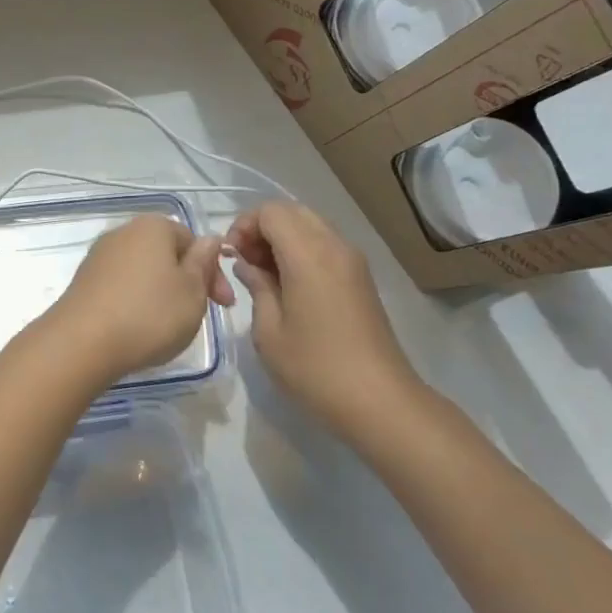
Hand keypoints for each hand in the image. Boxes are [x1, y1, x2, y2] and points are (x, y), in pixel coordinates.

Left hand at [45, 215, 230, 382]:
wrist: (82, 342)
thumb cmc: (149, 313)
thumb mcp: (193, 291)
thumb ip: (204, 263)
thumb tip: (209, 239)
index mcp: (153, 226)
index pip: (193, 240)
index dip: (213, 272)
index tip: (223, 305)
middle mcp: (123, 232)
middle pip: (166, 254)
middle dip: (187, 282)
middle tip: (198, 316)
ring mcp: (99, 256)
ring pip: (144, 271)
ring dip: (161, 293)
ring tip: (169, 325)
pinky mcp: (84, 281)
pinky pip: (121, 286)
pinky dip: (136, 302)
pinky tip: (139, 327)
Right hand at [225, 201, 420, 437]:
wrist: (379, 401)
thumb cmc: (314, 368)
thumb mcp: (268, 330)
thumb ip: (256, 286)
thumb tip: (248, 265)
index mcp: (309, 255)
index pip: (271, 211)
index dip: (244, 225)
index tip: (231, 256)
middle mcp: (335, 247)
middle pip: (292, 211)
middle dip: (262, 228)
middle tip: (245, 262)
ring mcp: (352, 262)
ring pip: (310, 226)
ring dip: (282, 239)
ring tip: (264, 275)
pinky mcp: (361, 278)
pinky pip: (324, 245)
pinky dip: (301, 251)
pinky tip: (288, 285)